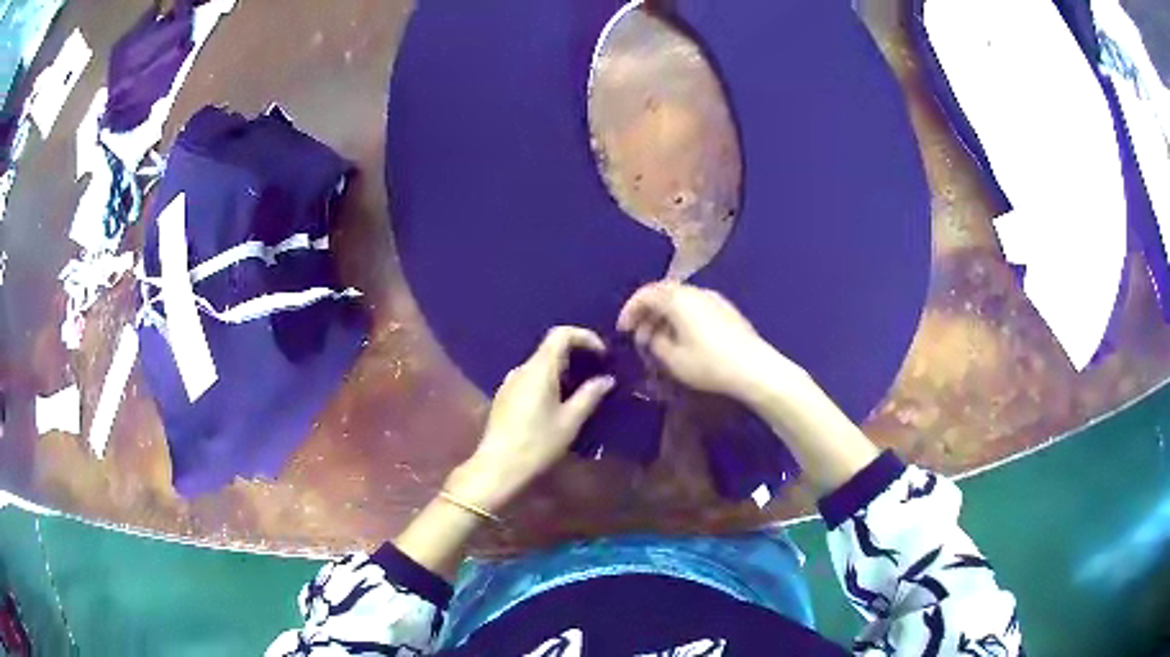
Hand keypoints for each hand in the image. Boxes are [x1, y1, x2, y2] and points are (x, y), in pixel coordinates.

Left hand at [446, 326, 614, 512]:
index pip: (561, 334)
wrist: (498, 467)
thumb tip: (607, 379)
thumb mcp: (570, 421)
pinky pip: (531, 379)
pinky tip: (558, 405)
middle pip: (551, 348)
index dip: (585, 337)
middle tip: (598, 373)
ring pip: (540, 365)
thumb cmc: (538, 443)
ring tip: (581, 391)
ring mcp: (510, 382)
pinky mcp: (504, 397)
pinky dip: (549, 382)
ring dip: (563, 370)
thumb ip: (590, 395)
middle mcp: (522, 369)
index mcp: (539, 368)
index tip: (603, 355)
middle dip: (577, 355)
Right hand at [617, 281, 803, 402]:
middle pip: (664, 294)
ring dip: (665, 316)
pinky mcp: (727, 310)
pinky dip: (682, 318)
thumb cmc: (709, 364)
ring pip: (681, 300)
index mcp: (678, 299)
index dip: (630, 310)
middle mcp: (696, 291)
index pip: (646, 294)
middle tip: (640, 336)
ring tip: (660, 341)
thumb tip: (652, 334)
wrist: (754, 368)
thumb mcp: (673, 359)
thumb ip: (655, 342)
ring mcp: (714, 299)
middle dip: (647, 313)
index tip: (623, 330)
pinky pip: (696, 307)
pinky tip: (683, 339)